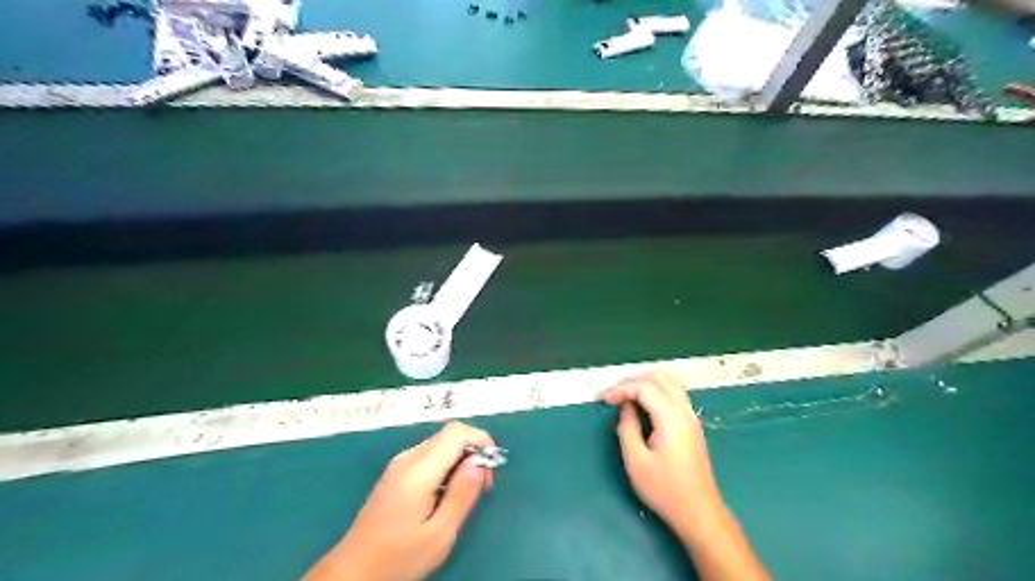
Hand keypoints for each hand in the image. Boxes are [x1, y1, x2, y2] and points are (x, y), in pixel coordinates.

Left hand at [304, 423, 497, 580]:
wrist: (353, 572)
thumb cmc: (398, 557)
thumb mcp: (440, 534)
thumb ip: (462, 494)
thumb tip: (479, 461)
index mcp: (419, 470)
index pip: (457, 432)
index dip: (481, 440)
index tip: (490, 469)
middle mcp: (408, 458)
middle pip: (449, 435)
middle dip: (473, 451)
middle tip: (482, 486)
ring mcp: (399, 463)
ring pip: (440, 444)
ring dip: (460, 459)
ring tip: (464, 493)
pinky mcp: (396, 472)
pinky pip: (429, 455)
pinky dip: (446, 465)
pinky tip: (445, 493)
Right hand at [603, 371, 720, 540]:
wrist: (699, 512)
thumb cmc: (665, 490)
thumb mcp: (636, 462)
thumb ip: (627, 428)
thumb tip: (625, 408)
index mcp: (672, 419)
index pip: (646, 387)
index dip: (623, 388)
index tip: (606, 401)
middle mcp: (685, 411)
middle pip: (660, 377)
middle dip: (634, 380)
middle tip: (615, 395)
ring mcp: (691, 417)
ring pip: (670, 383)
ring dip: (646, 383)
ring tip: (626, 397)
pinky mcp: (692, 425)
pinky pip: (674, 394)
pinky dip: (656, 391)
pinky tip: (643, 406)